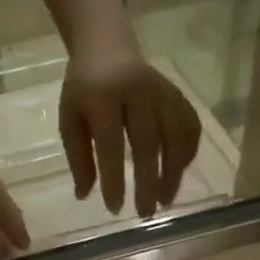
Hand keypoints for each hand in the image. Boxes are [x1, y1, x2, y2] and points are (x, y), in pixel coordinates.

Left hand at [59, 30, 201, 217]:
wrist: (107, 45)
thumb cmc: (83, 90)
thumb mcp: (70, 120)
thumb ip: (78, 157)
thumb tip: (84, 196)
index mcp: (103, 97)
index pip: (111, 144)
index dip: (114, 178)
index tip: (114, 208)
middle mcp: (137, 91)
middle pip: (148, 142)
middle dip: (149, 181)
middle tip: (145, 213)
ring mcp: (162, 90)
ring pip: (175, 134)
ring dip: (174, 171)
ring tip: (166, 200)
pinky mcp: (177, 93)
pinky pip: (189, 124)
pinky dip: (188, 150)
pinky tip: (181, 171)